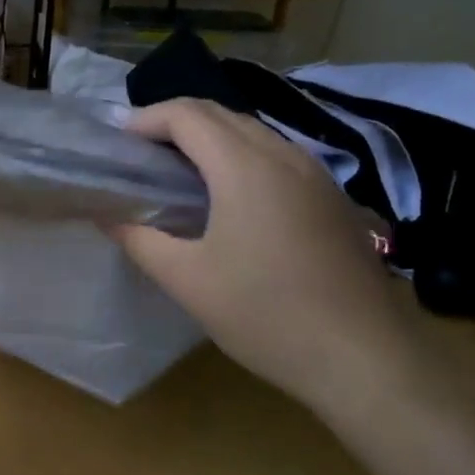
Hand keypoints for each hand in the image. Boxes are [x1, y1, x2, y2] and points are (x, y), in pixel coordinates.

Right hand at [110, 98, 423, 416]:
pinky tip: (229, 195)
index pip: (186, 114)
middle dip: (173, 122)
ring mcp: (315, 173)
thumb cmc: (268, 316)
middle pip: (218, 113)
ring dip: (208, 137)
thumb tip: (106, 215)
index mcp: (244, 166)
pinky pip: (275, 153)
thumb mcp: (188, 281)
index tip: (118, 144)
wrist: (368, 362)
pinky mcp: (332, 196)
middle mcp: (282, 155)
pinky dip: (239, 154)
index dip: (145, 118)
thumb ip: (139, 239)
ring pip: (251, 130)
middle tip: (140, 154)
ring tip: (177, 170)